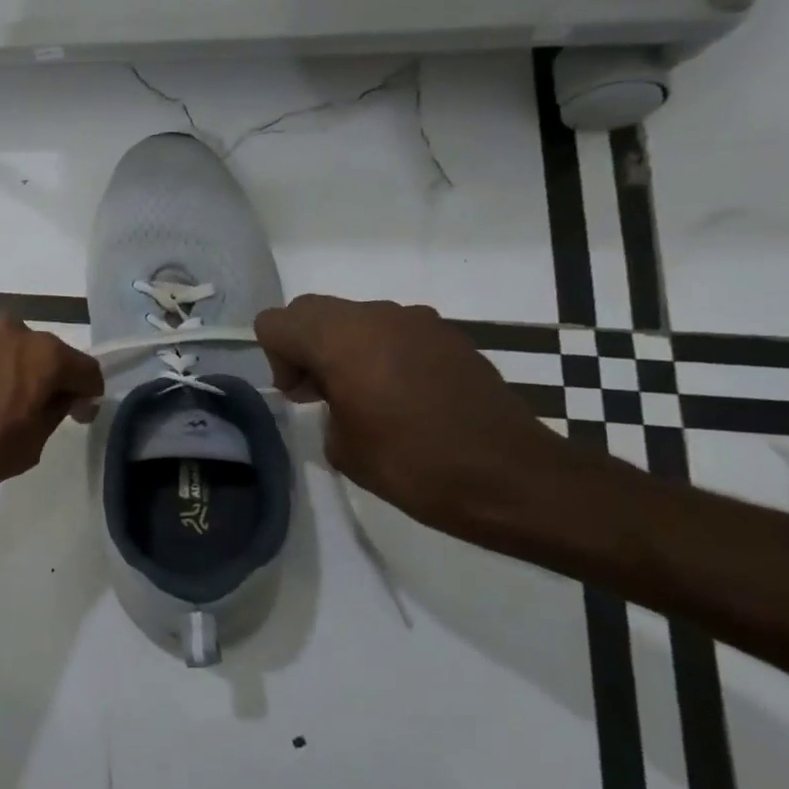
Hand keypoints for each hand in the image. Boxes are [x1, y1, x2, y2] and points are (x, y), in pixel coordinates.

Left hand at [0, 313, 103, 519]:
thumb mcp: (30, 446)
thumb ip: (54, 411)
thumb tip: (62, 396)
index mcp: (43, 356)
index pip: (84, 368)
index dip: (86, 393)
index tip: (77, 412)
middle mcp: (11, 326)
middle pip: (41, 350)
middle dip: (41, 375)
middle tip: (24, 404)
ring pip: (2, 341)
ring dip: (4, 362)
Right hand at [255, 295, 575, 537]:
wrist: (512, 478)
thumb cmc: (413, 465)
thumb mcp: (341, 446)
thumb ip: (323, 404)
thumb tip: (336, 392)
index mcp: (341, 339)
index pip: (277, 322)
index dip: (277, 359)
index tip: (304, 396)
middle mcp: (377, 316)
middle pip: (312, 310)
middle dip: (305, 346)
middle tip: (323, 393)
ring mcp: (418, 321)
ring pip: (355, 318)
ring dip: (346, 347)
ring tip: (367, 397)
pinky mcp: (450, 336)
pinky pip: (394, 331)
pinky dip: (383, 353)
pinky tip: (405, 397)